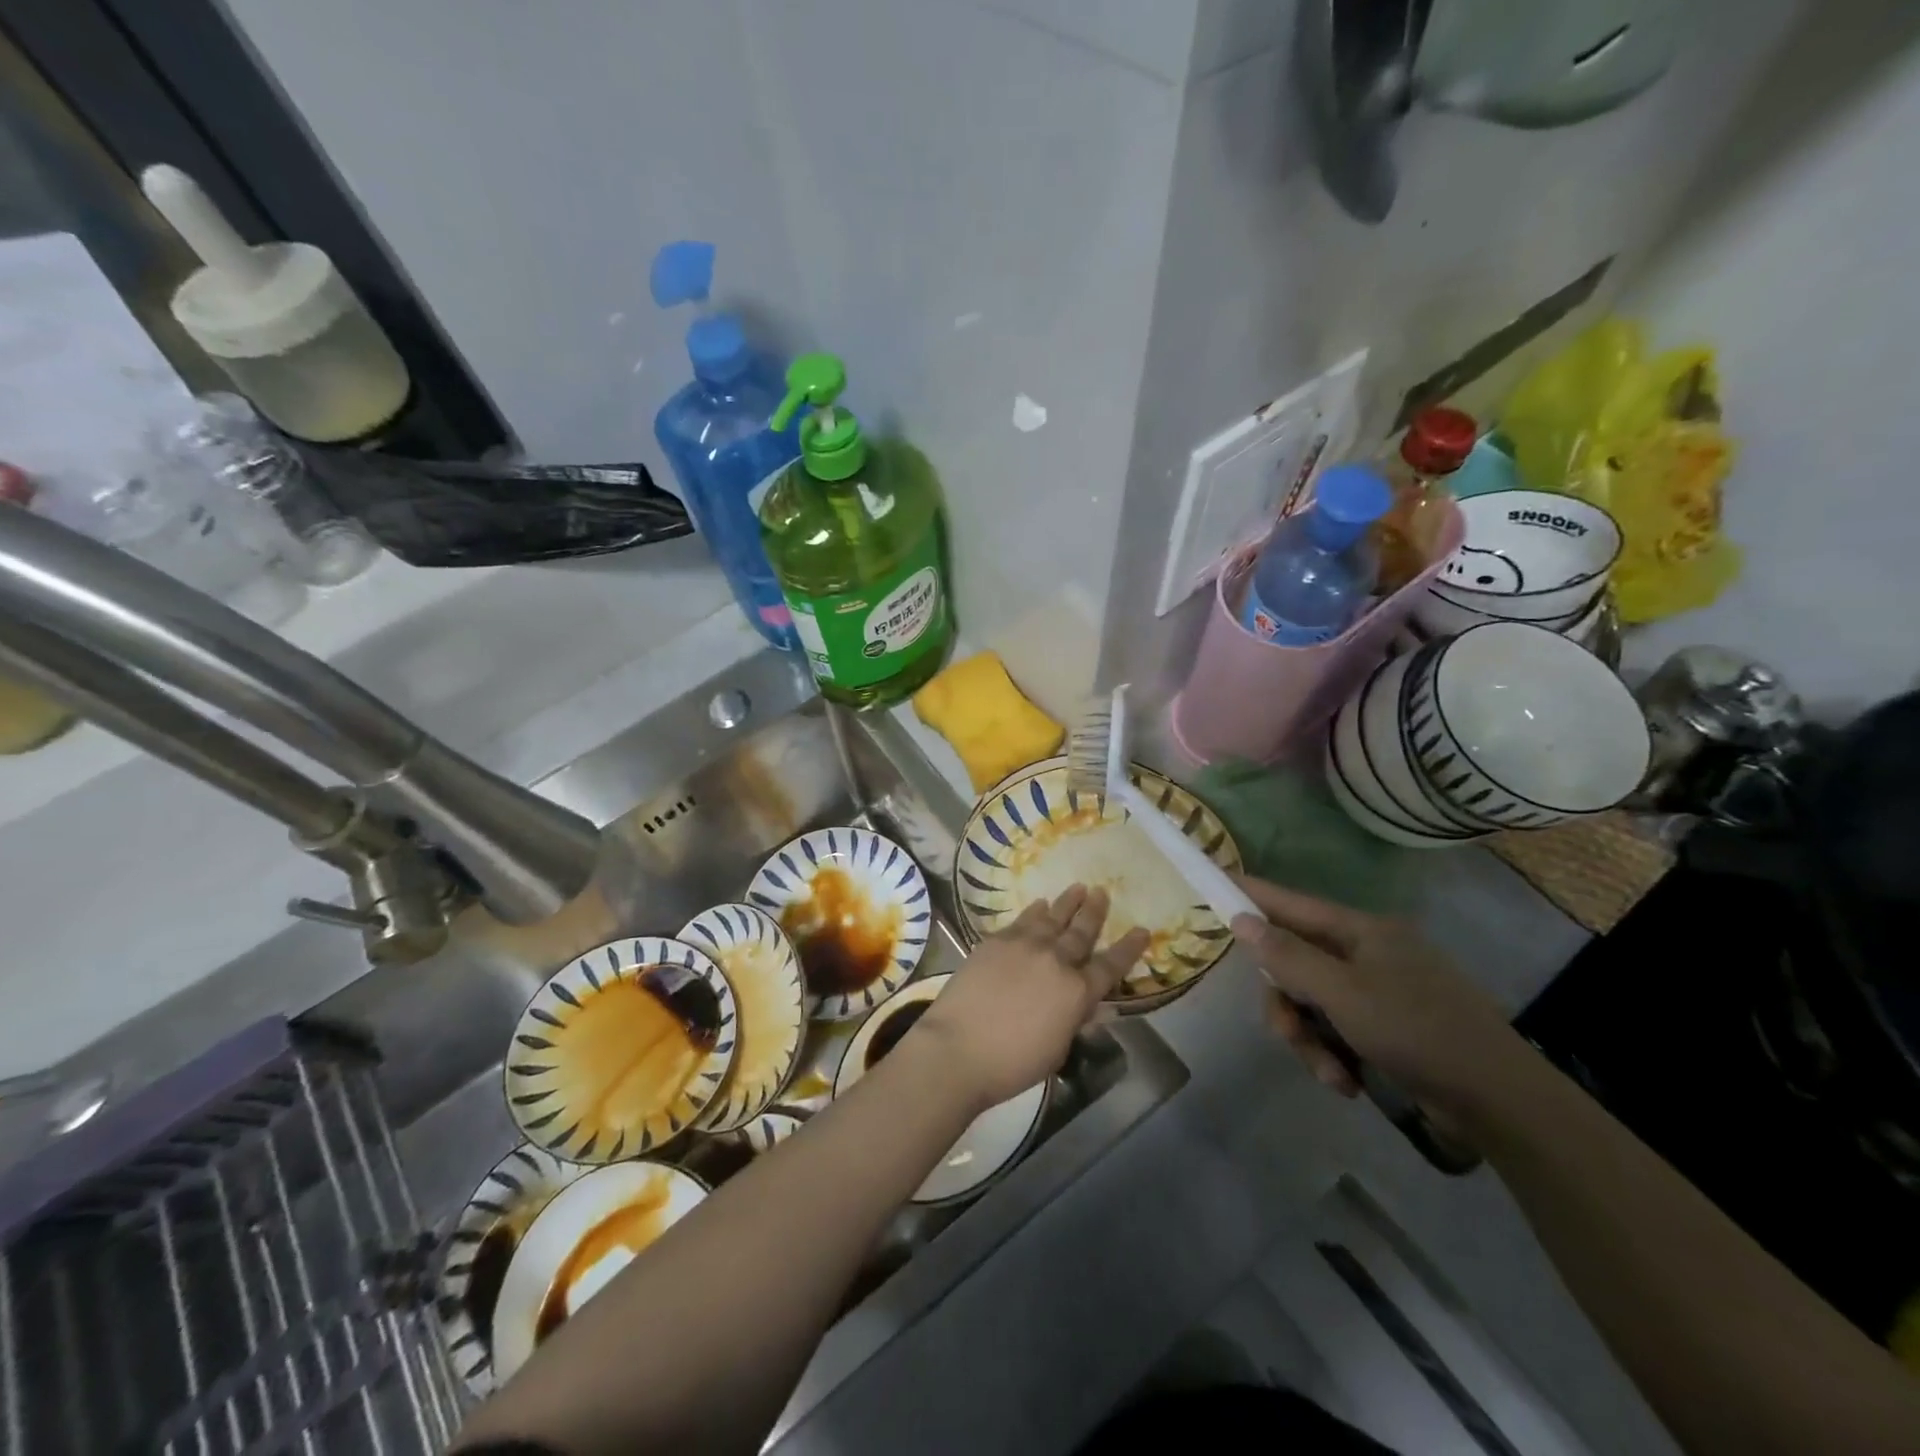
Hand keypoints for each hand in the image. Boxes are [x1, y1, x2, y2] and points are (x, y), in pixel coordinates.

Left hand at [911, 885, 1150, 1108]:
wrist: (959, 1047)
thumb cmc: (1012, 1063)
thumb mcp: (1056, 1049)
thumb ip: (1074, 1020)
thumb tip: (1092, 1007)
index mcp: (1077, 992)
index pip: (1111, 966)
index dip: (1129, 948)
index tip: (1142, 930)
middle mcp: (1056, 961)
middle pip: (1081, 932)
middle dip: (1095, 912)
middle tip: (1102, 893)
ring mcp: (1025, 946)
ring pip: (1053, 918)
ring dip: (1067, 903)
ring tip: (1079, 888)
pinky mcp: (996, 941)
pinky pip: (1023, 919)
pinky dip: (1035, 911)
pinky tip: (1040, 904)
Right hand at [1230, 876, 1528, 1122]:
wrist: (1501, 1103)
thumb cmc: (1417, 1032)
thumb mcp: (1342, 993)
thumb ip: (1287, 956)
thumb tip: (1241, 917)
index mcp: (1361, 931)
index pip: (1290, 902)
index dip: (1251, 893)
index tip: (1213, 878)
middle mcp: (1367, 953)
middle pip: (1295, 963)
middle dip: (1287, 1003)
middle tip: (1286, 1033)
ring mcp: (1378, 991)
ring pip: (1311, 1002)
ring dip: (1310, 1040)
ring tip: (1332, 1075)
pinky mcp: (1387, 1027)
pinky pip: (1335, 1029)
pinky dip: (1333, 1055)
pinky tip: (1349, 1083)